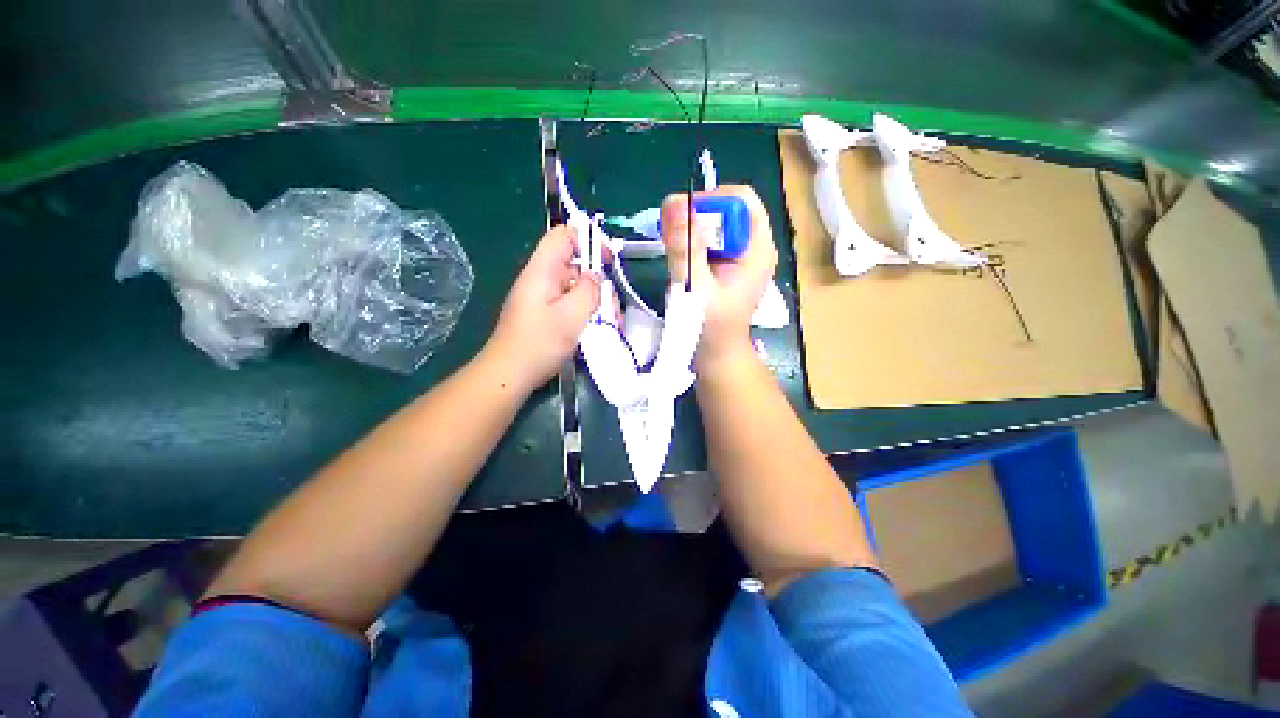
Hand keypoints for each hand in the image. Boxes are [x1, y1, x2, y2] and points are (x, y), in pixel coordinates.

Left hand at [486, 225, 599, 389]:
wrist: (511, 373)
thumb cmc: (539, 343)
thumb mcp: (571, 315)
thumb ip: (589, 290)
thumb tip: (595, 275)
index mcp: (542, 270)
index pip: (564, 236)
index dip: (588, 240)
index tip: (607, 261)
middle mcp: (541, 278)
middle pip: (574, 263)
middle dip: (596, 279)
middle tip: (609, 304)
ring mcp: (543, 296)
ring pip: (576, 285)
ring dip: (594, 299)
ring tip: (607, 320)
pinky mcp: (545, 312)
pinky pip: (570, 302)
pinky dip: (585, 310)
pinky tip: (595, 328)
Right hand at [661, 185, 776, 370]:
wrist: (717, 357)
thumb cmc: (710, 327)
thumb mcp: (695, 286)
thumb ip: (686, 246)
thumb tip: (674, 201)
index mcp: (757, 250)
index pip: (741, 200)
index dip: (711, 200)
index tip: (682, 215)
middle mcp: (754, 248)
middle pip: (728, 211)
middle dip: (697, 214)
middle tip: (670, 231)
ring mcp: (741, 258)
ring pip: (717, 226)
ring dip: (692, 229)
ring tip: (671, 244)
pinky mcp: (728, 267)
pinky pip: (711, 242)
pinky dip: (693, 242)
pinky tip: (678, 255)